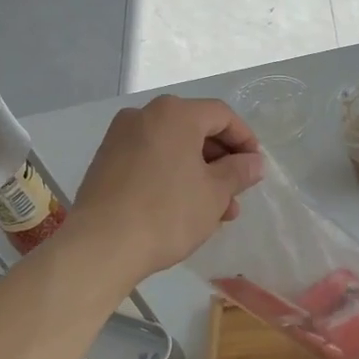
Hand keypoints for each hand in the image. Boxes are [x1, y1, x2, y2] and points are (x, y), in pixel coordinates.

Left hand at [68, 96, 265, 283]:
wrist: (102, 244)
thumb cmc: (167, 213)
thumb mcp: (214, 194)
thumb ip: (238, 172)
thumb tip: (254, 162)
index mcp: (174, 114)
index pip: (221, 115)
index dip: (245, 140)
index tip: (256, 168)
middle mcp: (144, 116)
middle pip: (194, 130)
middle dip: (220, 163)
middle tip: (236, 195)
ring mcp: (120, 138)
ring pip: (172, 149)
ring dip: (198, 175)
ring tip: (216, 213)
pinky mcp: (105, 162)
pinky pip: (150, 161)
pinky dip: (171, 177)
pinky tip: (183, 210)